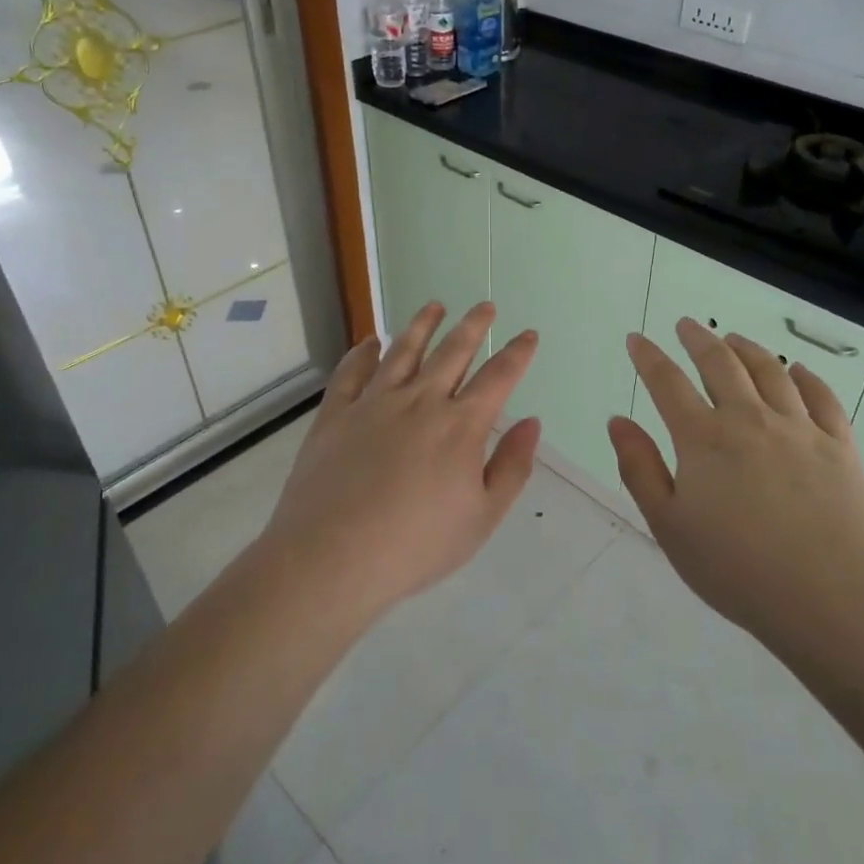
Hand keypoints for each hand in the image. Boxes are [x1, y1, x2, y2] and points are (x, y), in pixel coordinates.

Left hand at [263, 302, 539, 623]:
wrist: (332, 557)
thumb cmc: (416, 545)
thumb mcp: (482, 517)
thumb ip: (511, 467)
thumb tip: (530, 423)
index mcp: (460, 426)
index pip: (498, 377)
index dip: (517, 353)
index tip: (528, 334)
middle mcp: (420, 401)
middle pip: (452, 352)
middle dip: (474, 326)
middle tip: (485, 306)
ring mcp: (374, 403)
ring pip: (404, 351)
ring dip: (422, 325)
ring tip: (434, 306)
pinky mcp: (336, 414)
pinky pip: (352, 372)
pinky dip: (363, 352)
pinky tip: (370, 342)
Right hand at [607, 318, 863, 650]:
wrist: (831, 596)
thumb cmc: (738, 568)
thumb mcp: (669, 526)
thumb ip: (640, 468)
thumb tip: (617, 421)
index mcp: (704, 439)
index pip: (668, 383)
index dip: (649, 357)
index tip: (637, 339)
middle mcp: (750, 419)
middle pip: (720, 364)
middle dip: (698, 339)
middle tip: (686, 325)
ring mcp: (799, 428)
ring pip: (770, 371)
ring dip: (747, 349)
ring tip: (733, 339)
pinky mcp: (839, 445)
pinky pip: (822, 397)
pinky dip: (806, 377)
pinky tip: (798, 371)